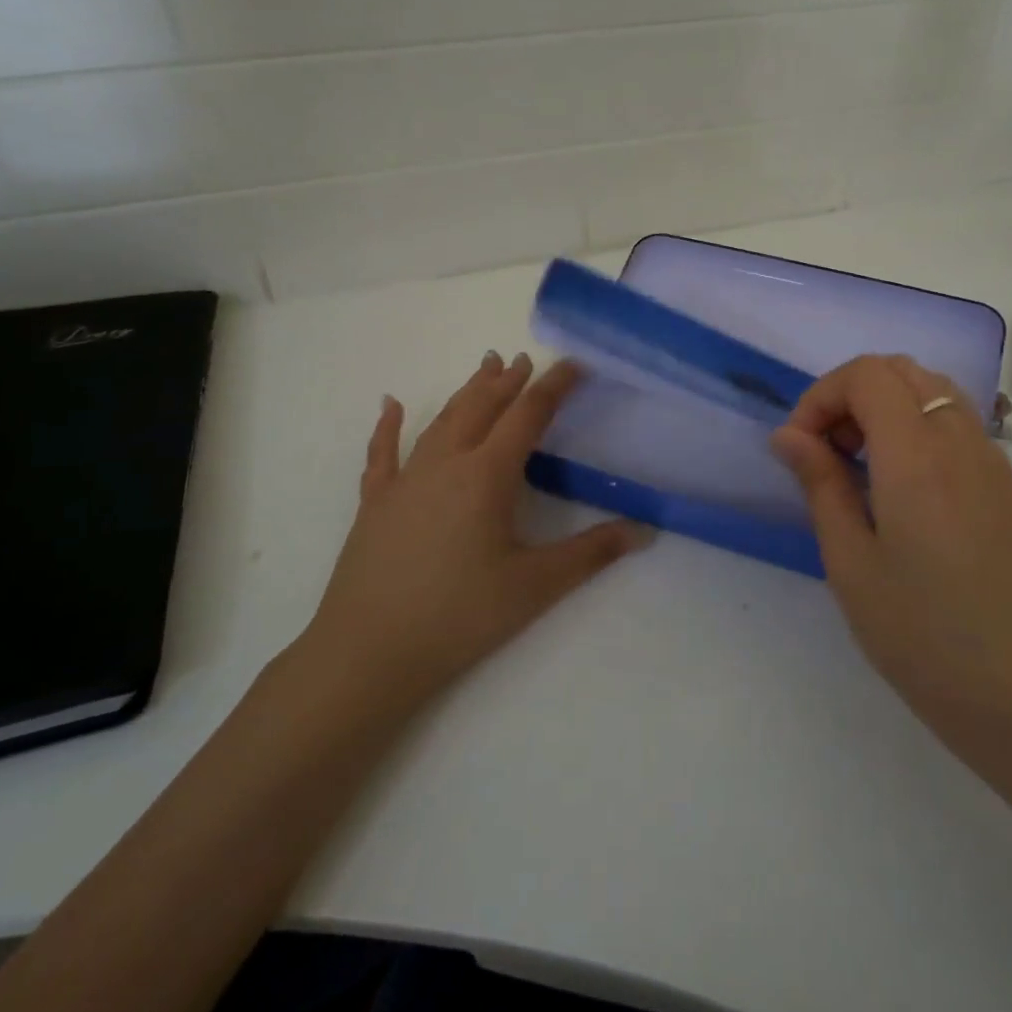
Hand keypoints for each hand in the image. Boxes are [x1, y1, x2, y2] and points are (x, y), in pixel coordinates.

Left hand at [297, 352, 651, 712]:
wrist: (368, 652)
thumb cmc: (459, 616)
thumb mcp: (535, 586)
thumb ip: (591, 554)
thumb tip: (644, 531)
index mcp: (486, 475)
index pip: (528, 416)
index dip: (554, 386)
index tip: (574, 364)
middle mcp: (445, 464)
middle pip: (482, 408)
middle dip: (508, 381)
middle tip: (525, 359)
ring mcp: (405, 480)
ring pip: (441, 421)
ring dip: (467, 392)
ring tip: (484, 368)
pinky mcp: (375, 503)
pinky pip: (383, 453)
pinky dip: (388, 426)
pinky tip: (390, 405)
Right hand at [771, 355, 1011, 763]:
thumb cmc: (917, 632)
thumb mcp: (849, 560)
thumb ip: (820, 482)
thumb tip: (788, 434)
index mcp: (915, 457)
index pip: (867, 375)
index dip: (823, 395)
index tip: (803, 445)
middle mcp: (961, 444)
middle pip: (904, 370)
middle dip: (854, 394)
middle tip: (831, 450)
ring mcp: (996, 464)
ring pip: (938, 393)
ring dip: (890, 408)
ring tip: (867, 467)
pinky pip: (963, 429)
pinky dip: (923, 431)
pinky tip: (911, 494)